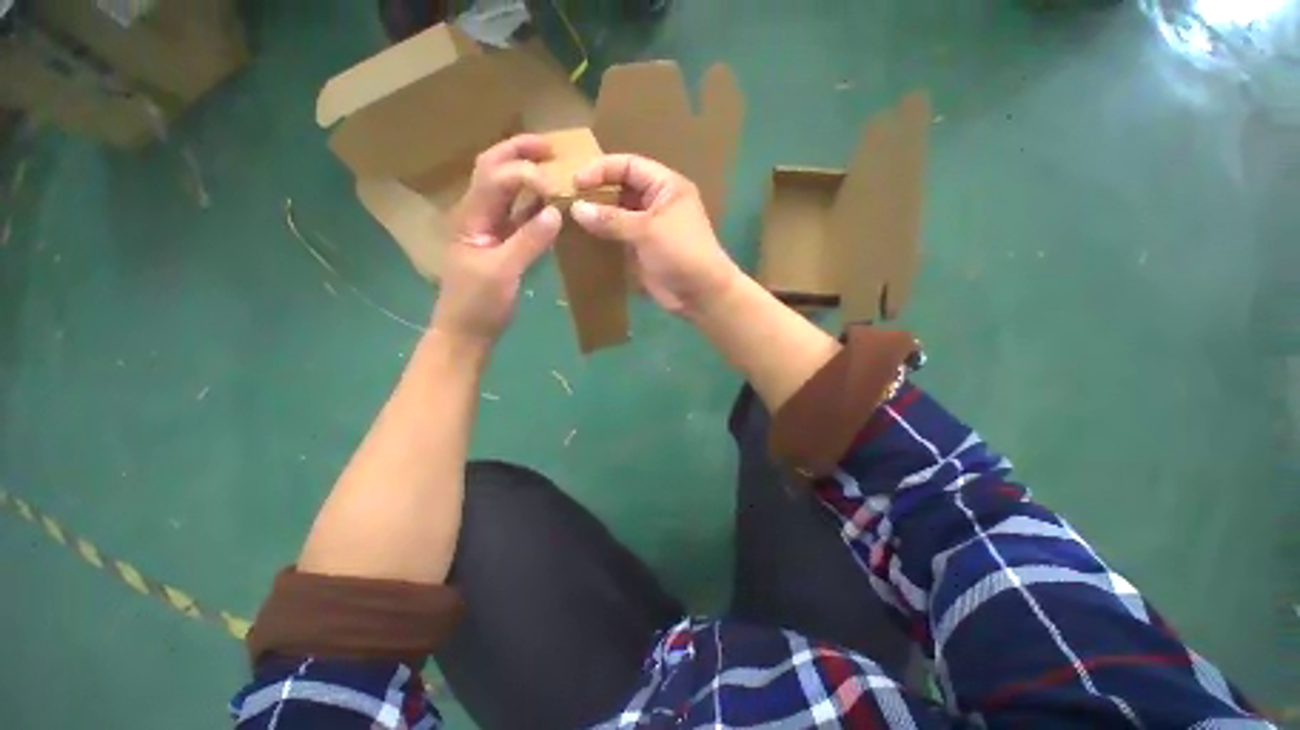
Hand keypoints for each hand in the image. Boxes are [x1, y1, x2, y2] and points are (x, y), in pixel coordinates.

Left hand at [432, 135, 561, 342]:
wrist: (467, 331)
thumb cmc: (478, 304)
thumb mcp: (503, 272)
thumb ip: (529, 241)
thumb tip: (556, 212)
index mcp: (470, 216)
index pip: (495, 176)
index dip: (525, 173)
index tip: (555, 188)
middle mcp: (478, 214)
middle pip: (493, 169)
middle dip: (520, 152)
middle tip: (552, 147)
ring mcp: (490, 228)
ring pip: (506, 189)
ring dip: (528, 173)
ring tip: (555, 166)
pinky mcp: (503, 243)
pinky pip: (519, 215)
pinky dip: (536, 204)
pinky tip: (553, 204)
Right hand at [569, 154, 739, 316]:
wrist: (700, 293)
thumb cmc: (681, 253)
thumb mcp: (647, 231)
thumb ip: (611, 219)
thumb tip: (576, 208)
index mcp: (665, 186)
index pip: (629, 166)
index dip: (602, 170)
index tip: (575, 182)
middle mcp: (656, 202)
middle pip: (622, 187)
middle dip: (597, 191)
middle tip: (567, 198)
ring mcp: (649, 226)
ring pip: (618, 212)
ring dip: (598, 213)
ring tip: (570, 215)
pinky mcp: (643, 248)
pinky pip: (619, 234)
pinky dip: (604, 233)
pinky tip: (584, 235)